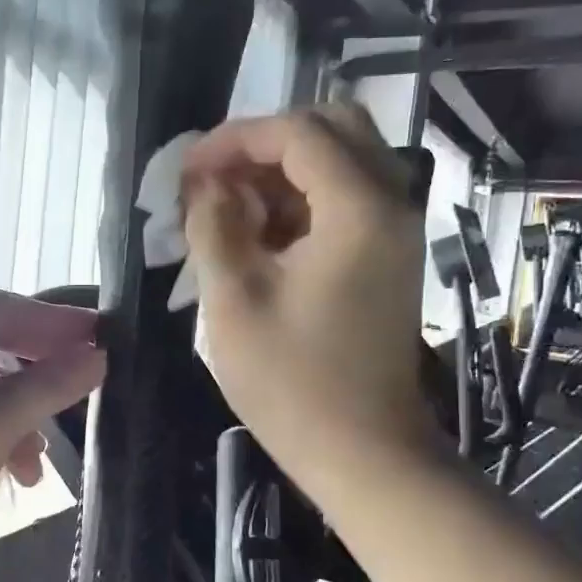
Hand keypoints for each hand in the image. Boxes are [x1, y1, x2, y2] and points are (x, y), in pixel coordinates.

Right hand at [182, 104, 430, 488]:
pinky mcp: (386, 256)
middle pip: (332, 130)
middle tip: (215, 179)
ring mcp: (394, 231)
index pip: (298, 132)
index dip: (235, 138)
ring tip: (226, 210)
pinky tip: (257, 238)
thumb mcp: (234, 300)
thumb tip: (203, 182)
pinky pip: (344, 200)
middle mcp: (390, 204)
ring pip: (340, 163)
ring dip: (280, 173)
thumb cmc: (292, 382)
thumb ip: (213, 225)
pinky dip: (299, 202)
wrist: (363, 451)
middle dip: (265, 144)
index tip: (187, 171)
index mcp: (358, 209)